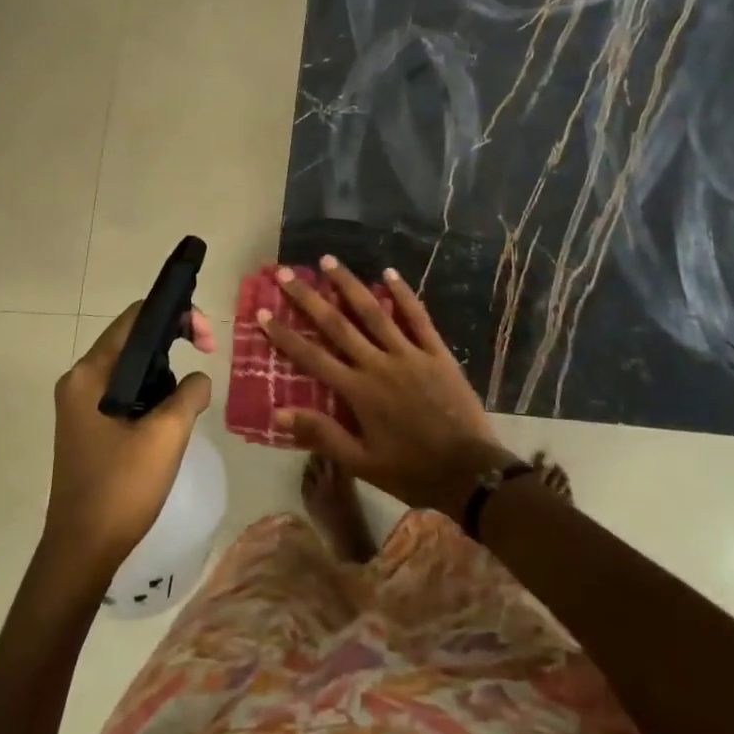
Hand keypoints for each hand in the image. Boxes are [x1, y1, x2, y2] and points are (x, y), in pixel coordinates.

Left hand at [44, 302, 215, 577]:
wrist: (82, 551)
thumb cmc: (121, 488)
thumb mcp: (167, 435)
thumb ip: (190, 392)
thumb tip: (198, 379)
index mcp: (90, 374)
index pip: (135, 318)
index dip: (175, 315)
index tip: (207, 339)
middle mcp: (80, 380)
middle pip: (132, 338)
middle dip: (173, 340)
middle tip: (208, 355)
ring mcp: (81, 404)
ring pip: (131, 366)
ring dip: (164, 369)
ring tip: (191, 390)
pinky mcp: (88, 425)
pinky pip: (125, 390)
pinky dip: (151, 391)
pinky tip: (171, 412)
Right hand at [256, 257, 518, 515]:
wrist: (469, 472)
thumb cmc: (411, 471)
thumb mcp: (361, 463)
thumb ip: (322, 434)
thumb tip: (279, 413)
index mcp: (358, 391)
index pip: (312, 357)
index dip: (285, 336)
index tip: (263, 313)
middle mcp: (379, 364)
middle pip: (338, 325)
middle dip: (309, 298)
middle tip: (286, 273)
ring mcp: (410, 354)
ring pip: (374, 312)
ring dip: (350, 285)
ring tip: (329, 261)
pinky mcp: (437, 353)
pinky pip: (417, 317)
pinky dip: (403, 294)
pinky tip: (388, 273)